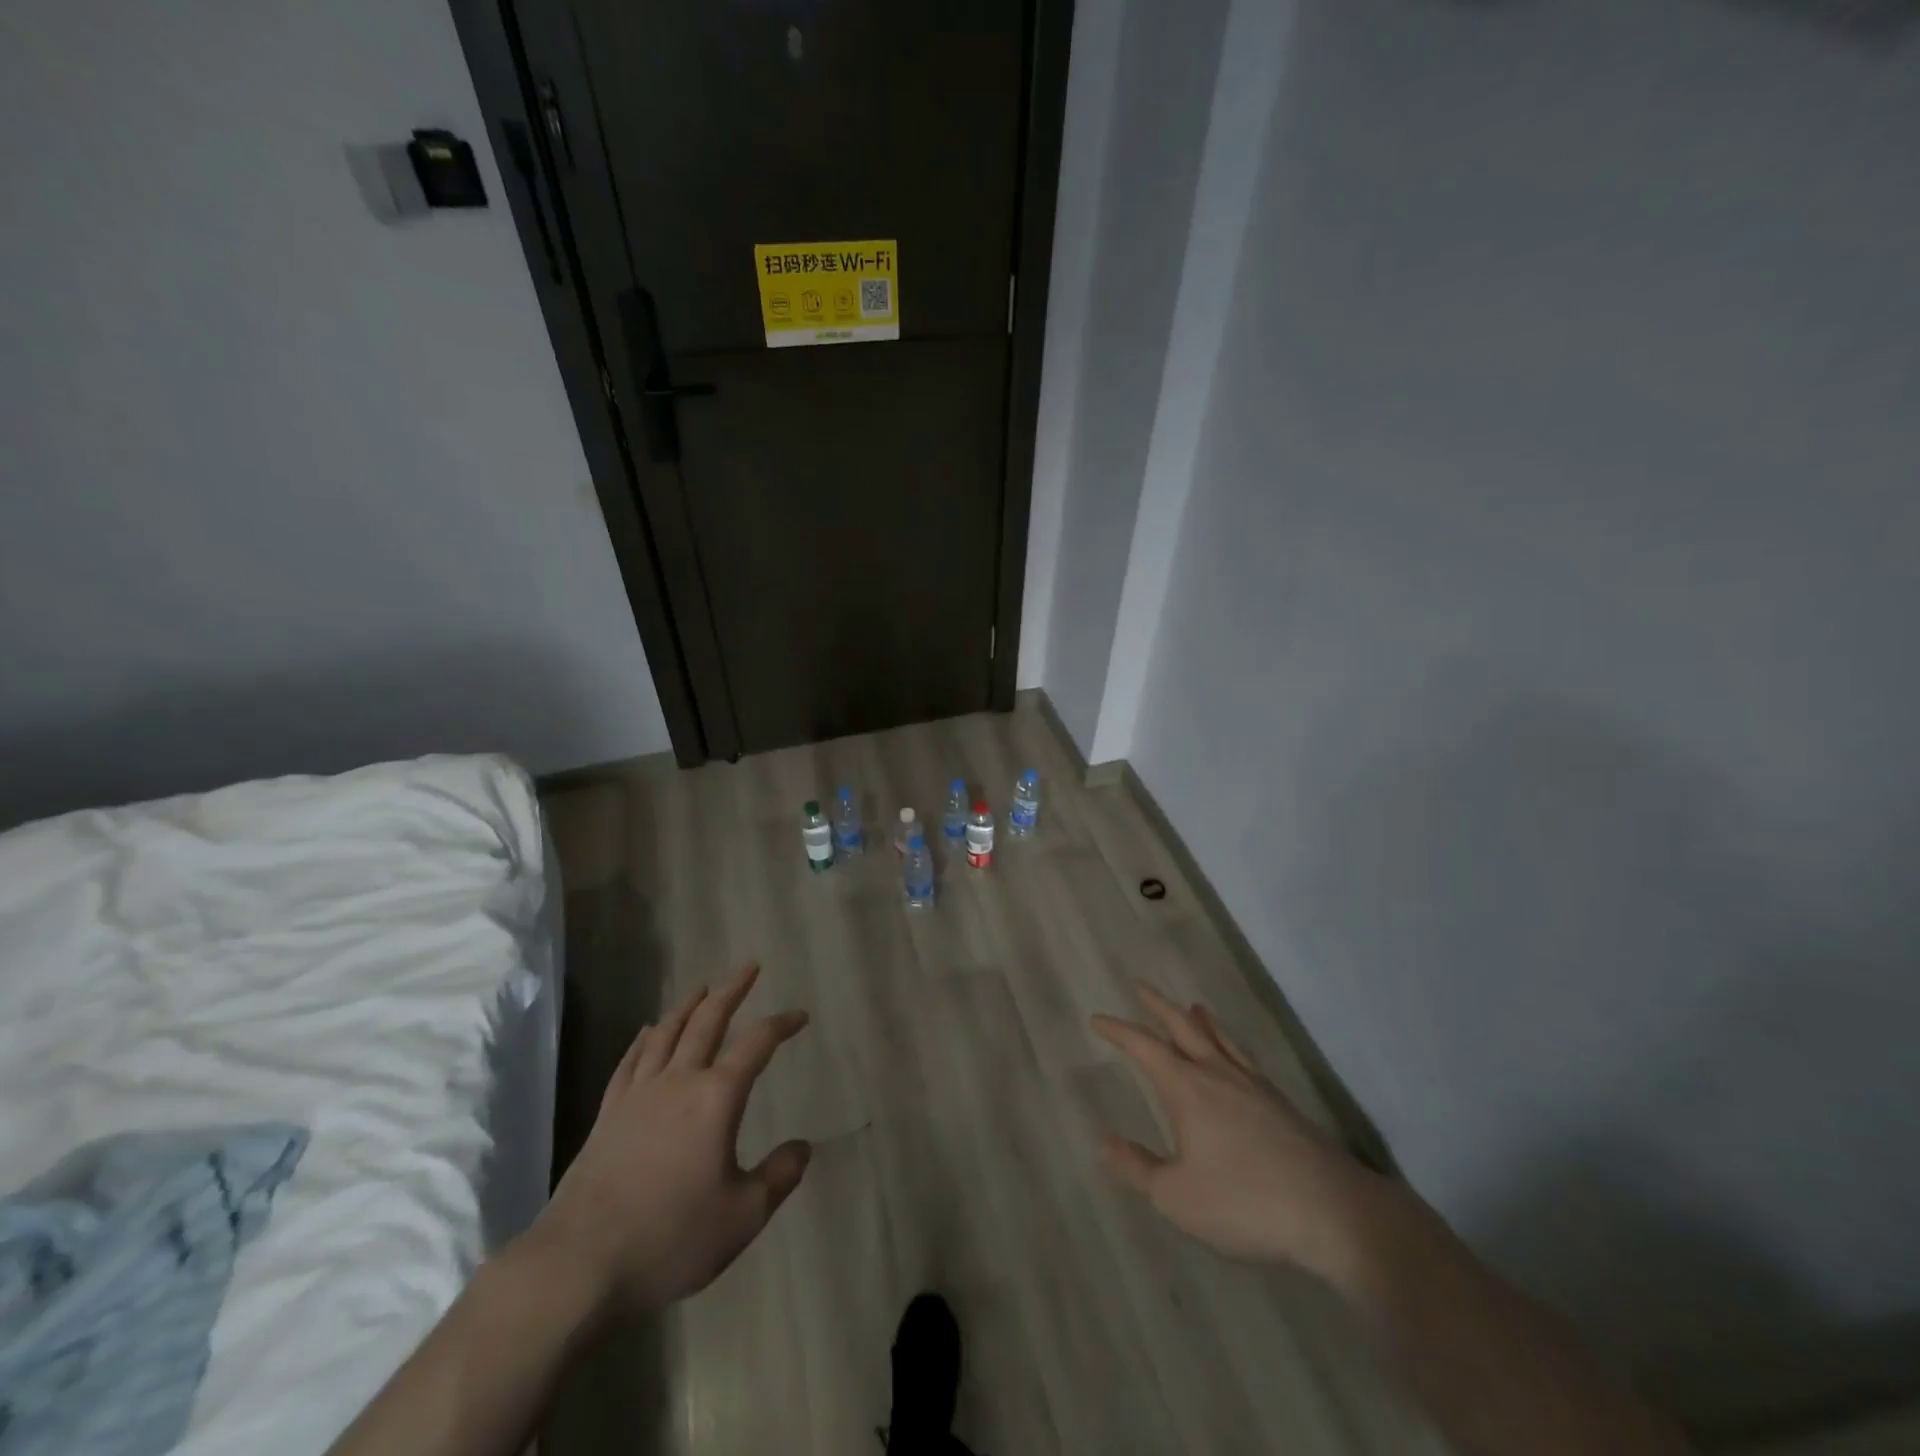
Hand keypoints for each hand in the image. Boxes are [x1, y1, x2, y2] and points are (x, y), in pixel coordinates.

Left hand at [532, 963, 810, 1310]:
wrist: (577, 1266)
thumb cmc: (669, 1239)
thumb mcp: (742, 1217)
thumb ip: (778, 1177)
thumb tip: (803, 1148)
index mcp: (716, 1097)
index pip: (757, 1044)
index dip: (781, 1024)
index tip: (800, 1016)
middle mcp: (678, 1081)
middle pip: (708, 1020)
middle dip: (732, 990)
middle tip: (749, 967)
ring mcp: (637, 1095)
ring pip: (666, 1033)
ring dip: (688, 1005)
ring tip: (702, 988)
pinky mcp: (608, 1115)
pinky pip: (629, 1062)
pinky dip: (643, 1040)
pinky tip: (647, 1033)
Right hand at [1092, 985, 1391, 1283]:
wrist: (1333, 1213)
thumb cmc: (1245, 1202)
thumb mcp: (1178, 1197)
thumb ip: (1138, 1168)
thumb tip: (1104, 1143)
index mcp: (1187, 1088)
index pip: (1144, 1047)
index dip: (1118, 1031)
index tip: (1097, 1019)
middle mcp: (1218, 1074)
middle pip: (1184, 1027)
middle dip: (1158, 1005)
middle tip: (1140, 985)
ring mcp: (1253, 1086)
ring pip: (1219, 1039)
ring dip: (1199, 1020)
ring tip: (1193, 1006)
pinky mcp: (1281, 1104)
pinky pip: (1244, 1057)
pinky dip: (1230, 1044)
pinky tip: (1235, 1057)